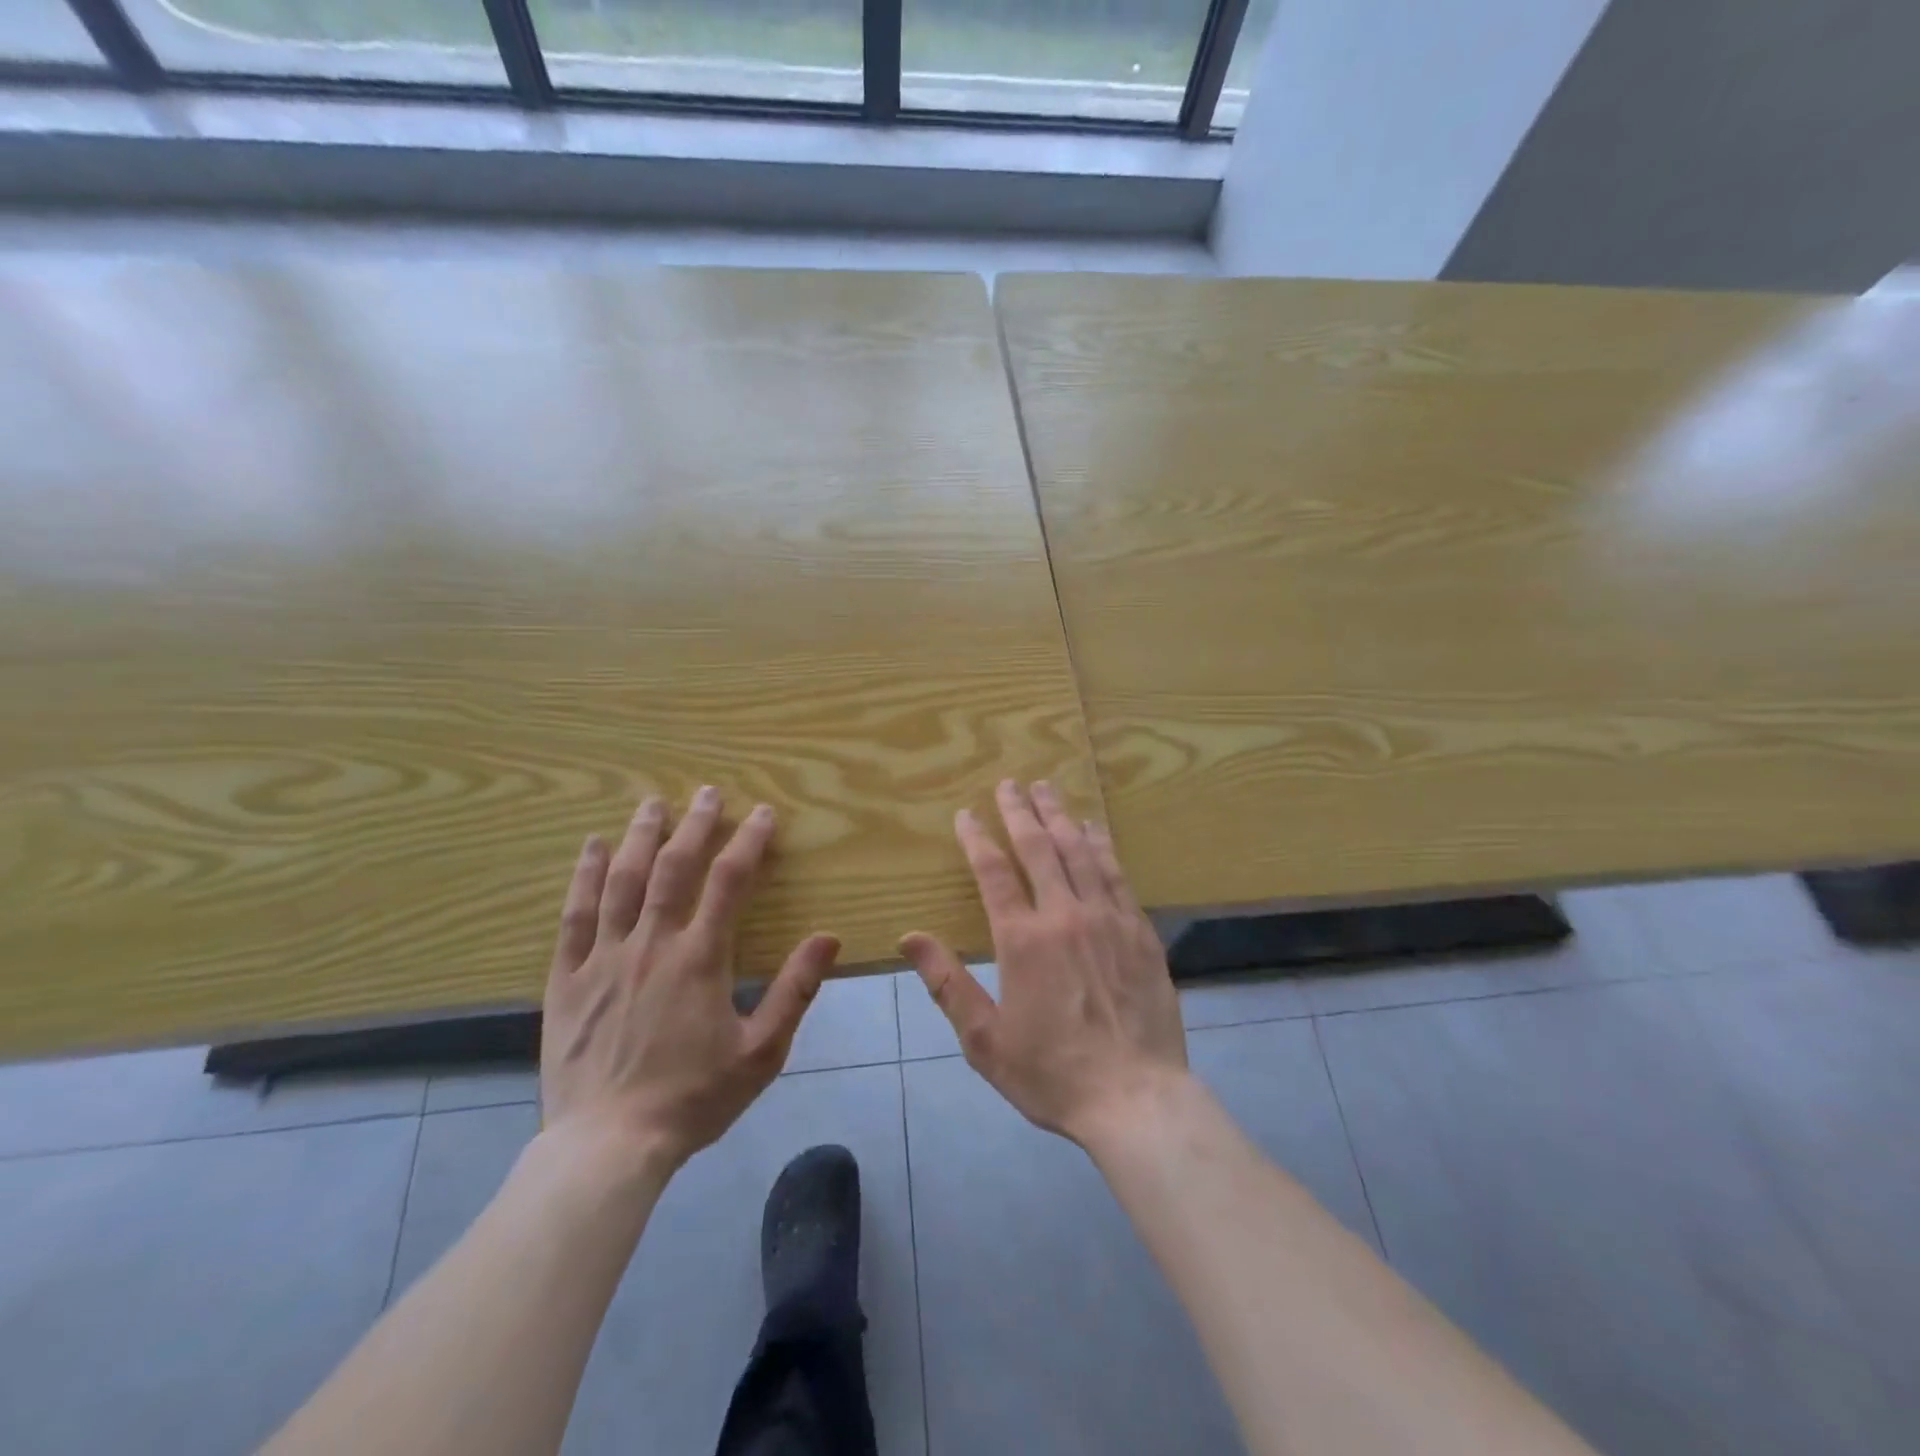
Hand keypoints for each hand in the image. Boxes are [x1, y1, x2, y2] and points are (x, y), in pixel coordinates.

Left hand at [540, 786, 839, 1174]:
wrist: (608, 1147)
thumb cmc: (693, 1098)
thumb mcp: (761, 1052)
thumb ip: (795, 990)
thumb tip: (828, 938)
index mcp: (700, 959)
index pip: (729, 882)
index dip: (748, 842)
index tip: (763, 814)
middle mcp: (651, 944)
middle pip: (673, 868)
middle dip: (694, 825)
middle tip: (707, 792)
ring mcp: (604, 958)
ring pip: (621, 881)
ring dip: (639, 837)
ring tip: (653, 803)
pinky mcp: (567, 979)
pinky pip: (574, 917)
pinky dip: (582, 878)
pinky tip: (590, 849)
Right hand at [901, 779, 1188, 1145]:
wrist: (1136, 1098)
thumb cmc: (1051, 1073)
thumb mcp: (984, 1039)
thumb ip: (947, 983)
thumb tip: (909, 937)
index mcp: (1023, 939)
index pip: (993, 872)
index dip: (976, 838)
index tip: (966, 813)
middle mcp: (1065, 915)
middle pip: (1039, 847)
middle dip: (1020, 811)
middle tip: (1009, 783)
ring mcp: (1108, 918)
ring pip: (1080, 851)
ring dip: (1060, 816)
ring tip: (1048, 789)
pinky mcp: (1140, 931)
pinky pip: (1117, 874)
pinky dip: (1102, 845)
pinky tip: (1094, 829)